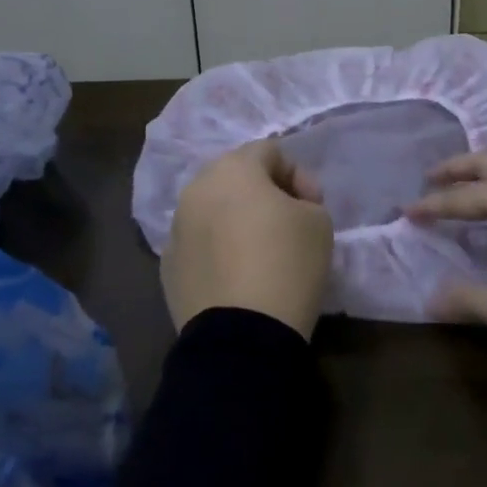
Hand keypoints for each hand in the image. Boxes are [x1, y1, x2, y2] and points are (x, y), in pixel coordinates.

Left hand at [162, 139, 334, 339]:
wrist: (242, 335)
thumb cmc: (287, 265)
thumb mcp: (319, 223)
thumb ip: (305, 200)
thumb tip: (287, 206)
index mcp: (232, 169)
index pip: (269, 151)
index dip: (298, 175)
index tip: (313, 207)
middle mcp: (196, 189)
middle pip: (234, 176)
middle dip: (263, 193)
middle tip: (287, 223)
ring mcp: (175, 228)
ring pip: (212, 209)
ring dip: (235, 220)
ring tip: (259, 252)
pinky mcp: (167, 265)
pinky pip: (198, 244)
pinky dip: (217, 251)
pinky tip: (236, 277)